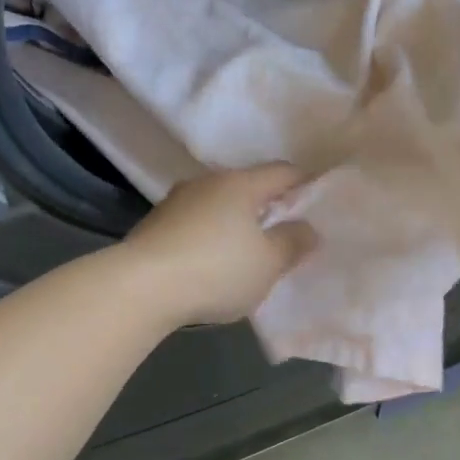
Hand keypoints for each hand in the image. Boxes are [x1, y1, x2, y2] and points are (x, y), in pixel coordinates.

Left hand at [119, 164, 317, 327]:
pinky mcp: (155, 224)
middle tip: (286, 232)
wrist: (140, 287)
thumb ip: (293, 243)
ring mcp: (176, 201)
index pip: (283, 172)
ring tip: (248, 250)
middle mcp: (207, 182)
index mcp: (240, 183)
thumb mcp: (268, 263)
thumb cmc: (216, 270)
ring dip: (236, 222)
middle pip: (248, 187)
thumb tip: (308, 227)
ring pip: (219, 205)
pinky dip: (210, 236)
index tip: (319, 204)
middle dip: (268, 206)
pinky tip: (211, 261)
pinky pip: (195, 223)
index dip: (306, 185)